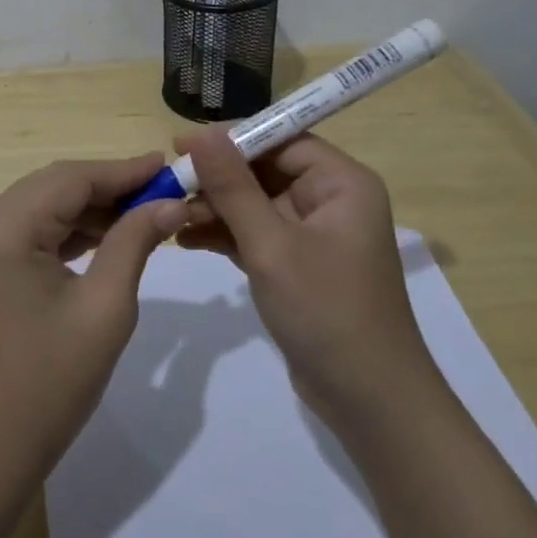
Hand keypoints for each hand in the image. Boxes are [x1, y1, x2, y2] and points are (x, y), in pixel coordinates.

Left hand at [0, 154, 188, 483]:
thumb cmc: (50, 383)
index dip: (124, 170)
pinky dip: (73, 229)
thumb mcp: (105, 307)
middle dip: (111, 186)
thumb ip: (135, 242)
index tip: (171, 166)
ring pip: (46, 205)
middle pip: (56, 185)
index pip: (72, 178)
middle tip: (165, 190)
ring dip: (94, 207)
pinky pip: (34, 230)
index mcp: (2, 228)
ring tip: (147, 212)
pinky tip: (110, 235)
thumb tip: (171, 202)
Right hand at [175, 128, 434, 429]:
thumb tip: (202, 135)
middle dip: (217, 178)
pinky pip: (257, 234)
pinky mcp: (298, 264)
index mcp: (342, 183)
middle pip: (265, 170)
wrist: (369, 402)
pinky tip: (185, 239)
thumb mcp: (272, 245)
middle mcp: (331, 200)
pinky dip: (225, 235)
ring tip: (169, 215)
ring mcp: (314, 234)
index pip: (281, 139)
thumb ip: (234, 188)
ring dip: (216, 207)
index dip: (231, 139)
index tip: (181, 145)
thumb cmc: (326, 311)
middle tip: (168, 183)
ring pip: (256, 203)